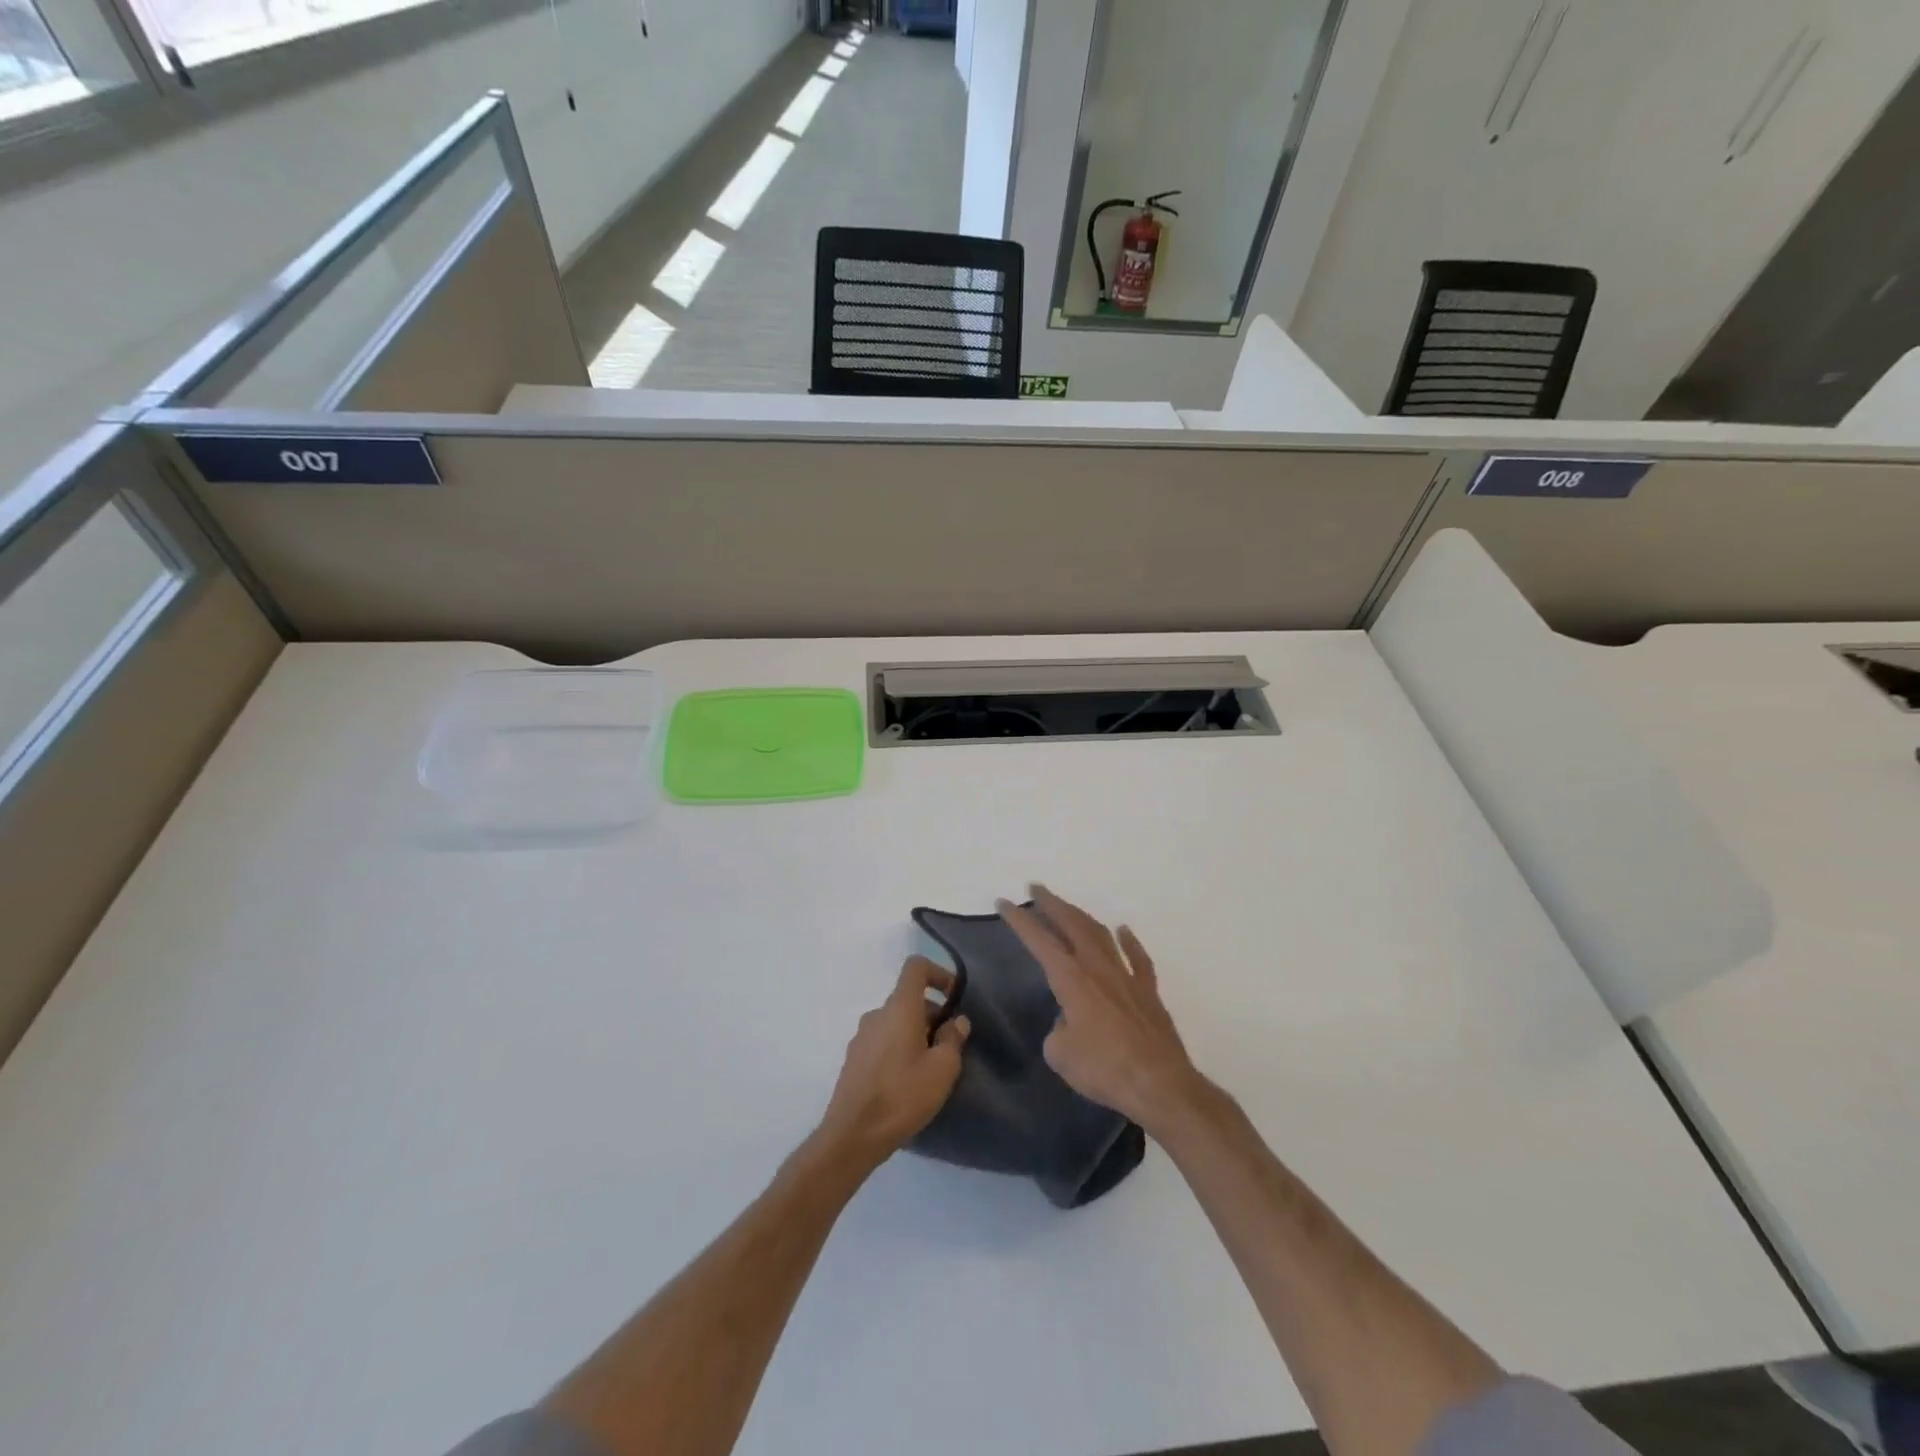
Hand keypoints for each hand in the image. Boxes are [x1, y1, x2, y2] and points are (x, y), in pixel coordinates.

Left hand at [815, 958, 969, 1168]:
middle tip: (950, 1047)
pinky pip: (883, 1041)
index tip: (954, 998)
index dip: (938, 973)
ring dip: (917, 1035)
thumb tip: (956, 1021)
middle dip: (933, 1015)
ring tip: (930, 1069)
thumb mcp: (942, 1069)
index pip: (916, 967)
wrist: (852, 1136)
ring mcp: (861, 1037)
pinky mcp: (854, 1060)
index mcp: (899, 1008)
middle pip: (908, 999)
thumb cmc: (902, 1095)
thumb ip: (953, 1039)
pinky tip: (907, 1083)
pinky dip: (899, 1049)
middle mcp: (877, 1014)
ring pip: (896, 1022)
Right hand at [998, 885, 1206, 1135]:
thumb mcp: (1060, 1054)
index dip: (1019, 919)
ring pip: (1101, 934)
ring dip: (1081, 916)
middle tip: (1035, 888)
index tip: (1003, 902)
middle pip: (1071, 924)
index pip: (1039, 940)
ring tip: (1067, 907)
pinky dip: (1129, 941)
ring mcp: (1126, 976)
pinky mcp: (1148, 992)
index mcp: (1071, 979)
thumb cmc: (1103, 1068)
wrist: (1158, 1084)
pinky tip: (1123, 931)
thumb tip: (1068, 1023)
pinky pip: (1138, 958)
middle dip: (1051, 903)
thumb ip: (1058, 1030)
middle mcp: (1097, 968)